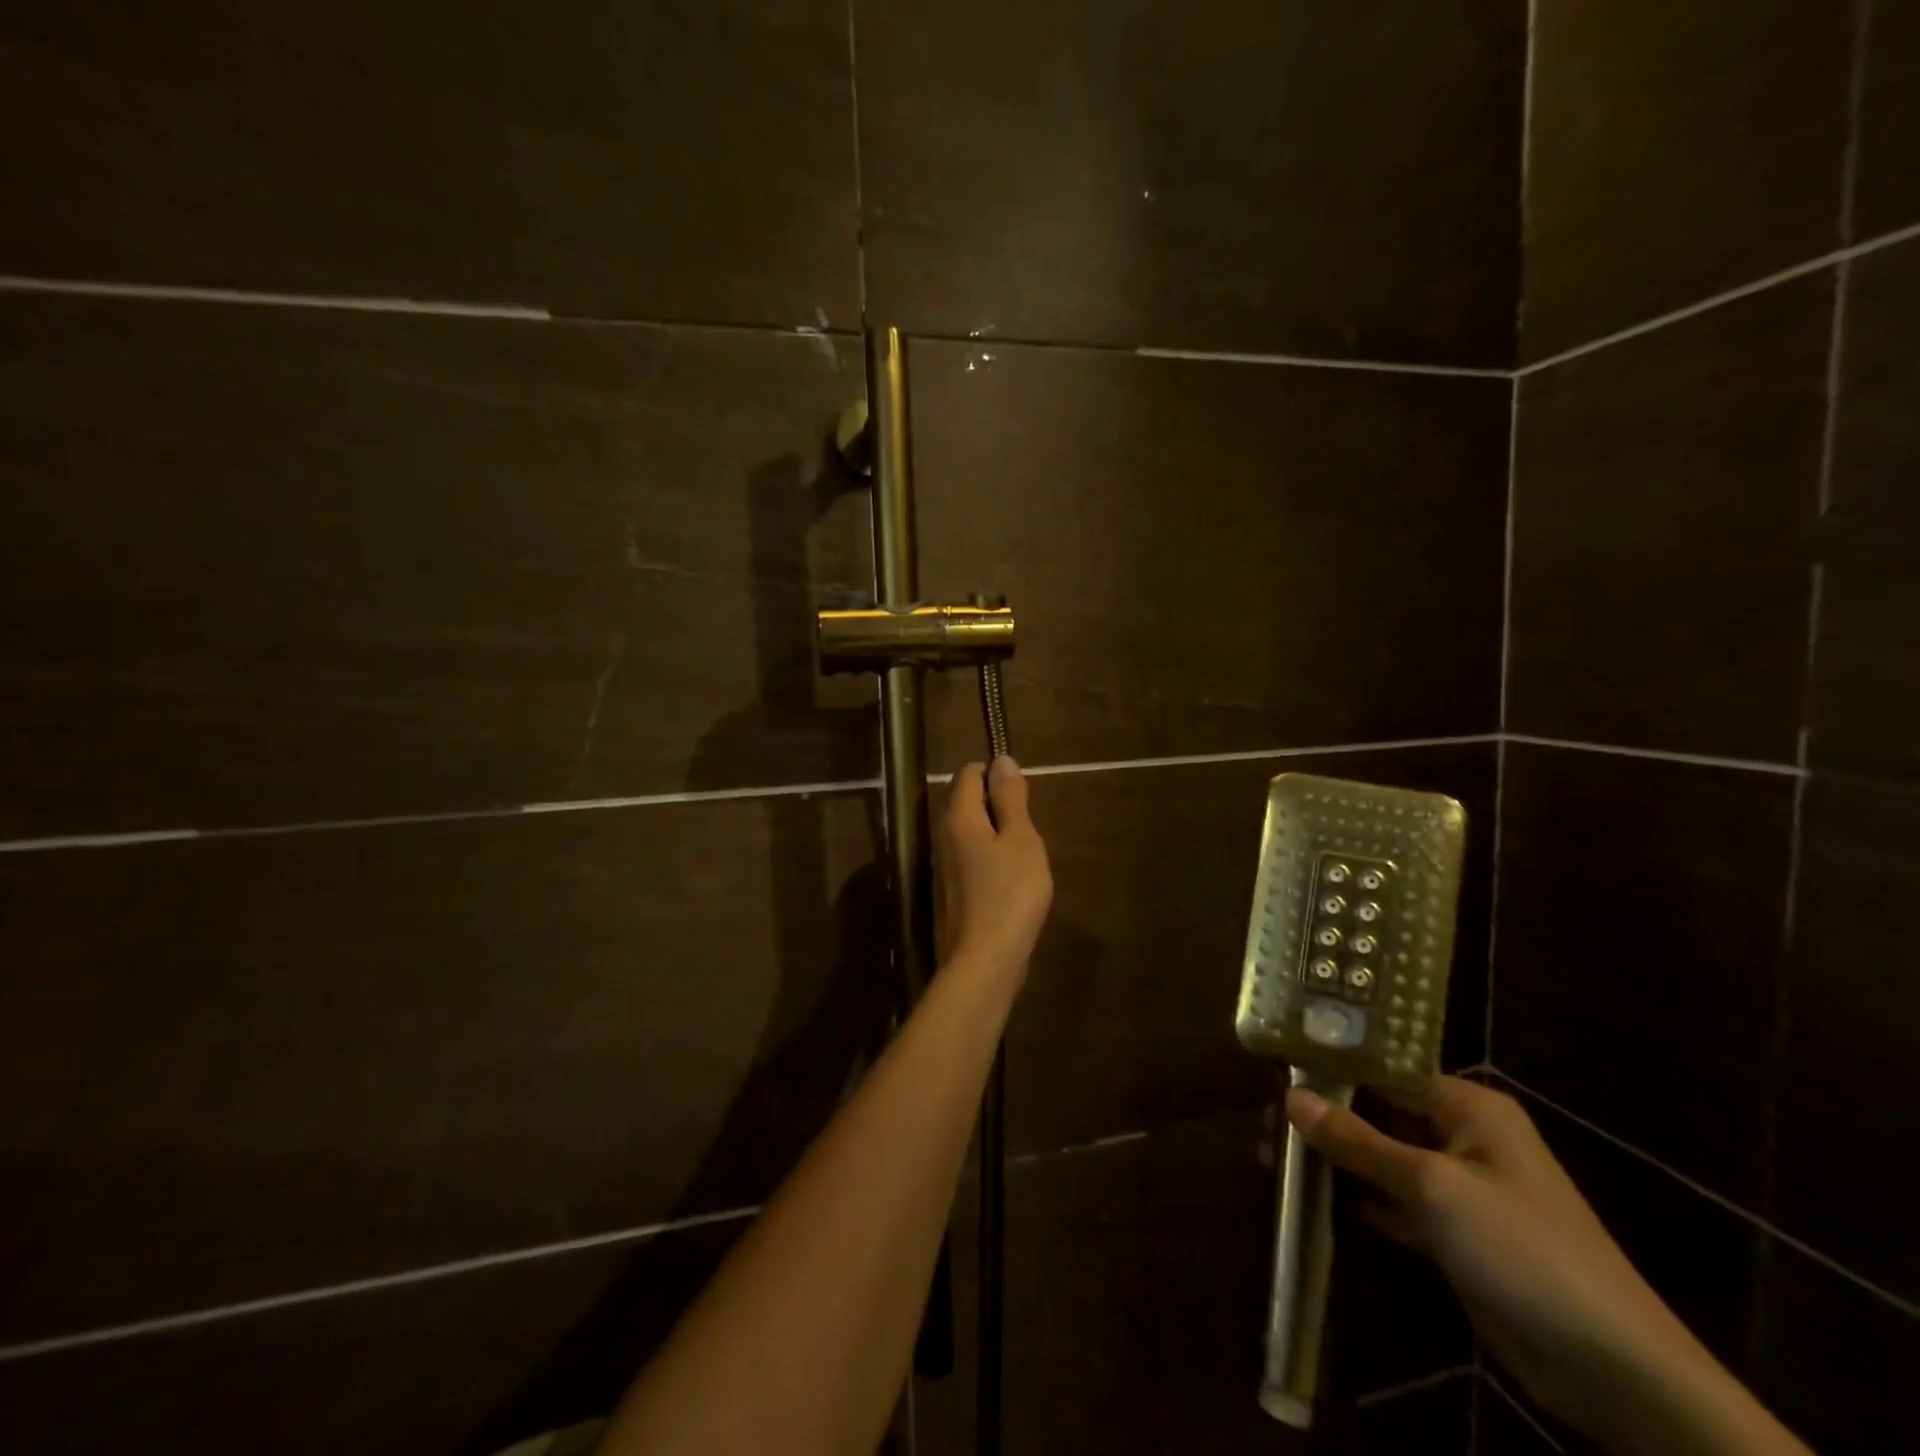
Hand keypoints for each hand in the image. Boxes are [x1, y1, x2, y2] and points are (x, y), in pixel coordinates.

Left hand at [938, 756, 1052, 980]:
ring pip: (969, 835)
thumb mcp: (1021, 840)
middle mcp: (942, 837)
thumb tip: (1001, 761)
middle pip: (966, 804)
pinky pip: (970, 862)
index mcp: (958, 817)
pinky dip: (990, 862)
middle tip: (1029, 827)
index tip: (1023, 794)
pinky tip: (1011, 882)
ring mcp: (943, 868)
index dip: (995, 774)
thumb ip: (1011, 800)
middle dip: (997, 806)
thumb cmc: (1010, 893)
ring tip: (1025, 854)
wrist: (984, 961)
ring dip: (995, 836)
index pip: (968, 774)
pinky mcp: (950, 895)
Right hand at [1285, 1078, 1705, 1440]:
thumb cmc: (1523, 1251)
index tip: (1274, 1077)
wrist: (1616, 1373)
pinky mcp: (1460, 1236)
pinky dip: (1361, 1199)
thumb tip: (1292, 1097)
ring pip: (1384, 1158)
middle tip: (1265, 1125)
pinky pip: (1398, 1202)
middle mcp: (1464, 1136)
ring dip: (1337, 1159)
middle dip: (1325, 1118)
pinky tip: (1318, 1200)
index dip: (1330, 1071)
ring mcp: (1463, 1189)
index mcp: (1468, 1106)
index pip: (1384, 1070)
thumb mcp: (1433, 1187)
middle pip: (1380, 1113)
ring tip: (1276, 1157)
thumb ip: (1359, 1140)